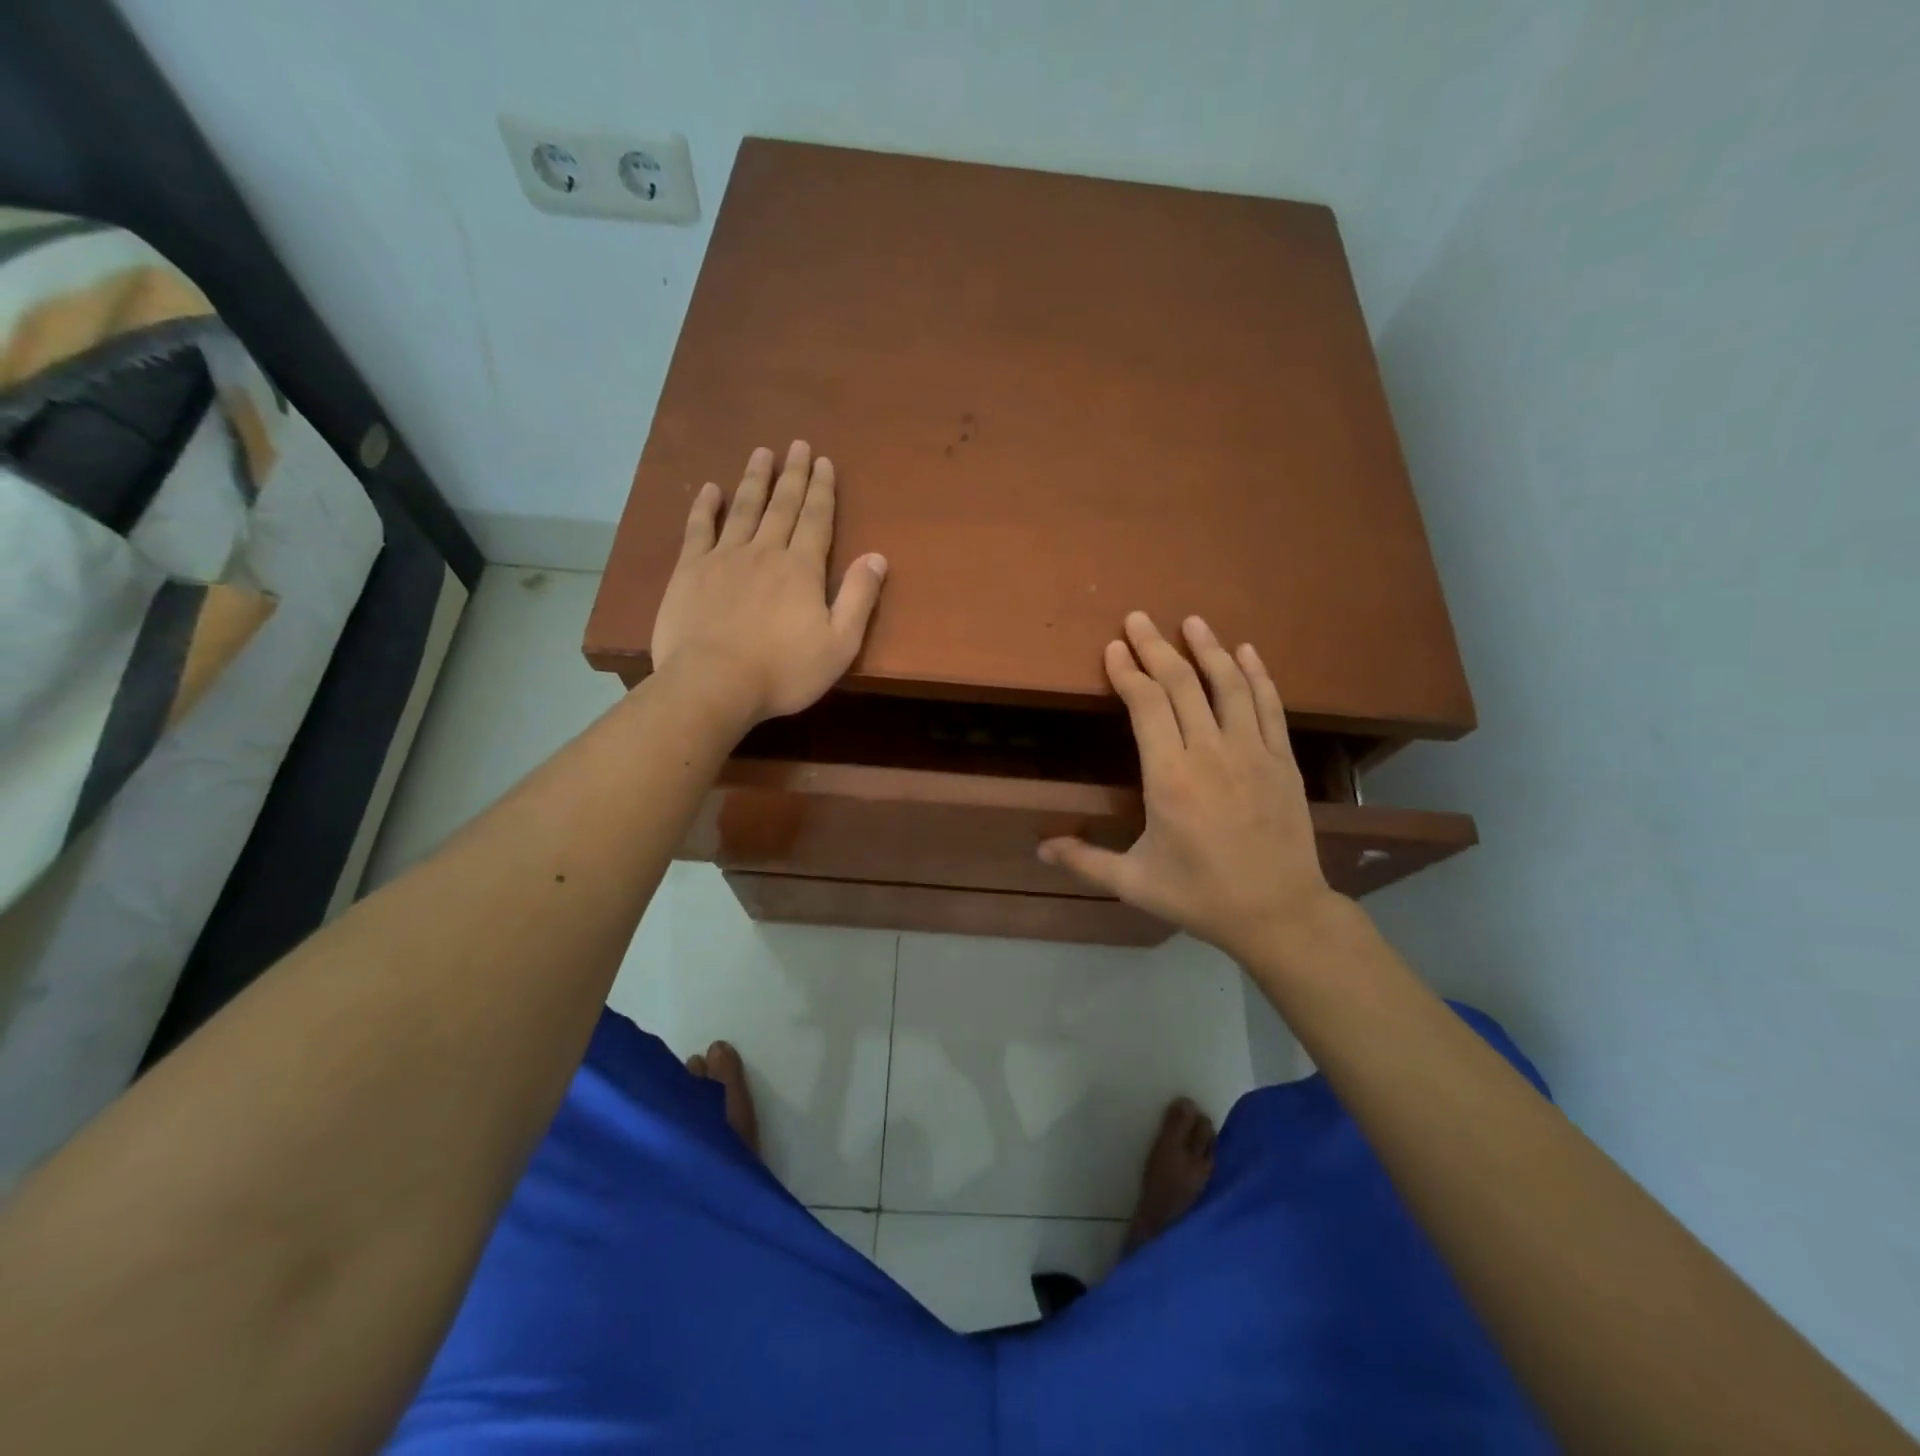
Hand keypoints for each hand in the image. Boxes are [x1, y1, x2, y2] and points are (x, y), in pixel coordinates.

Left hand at [650, 441, 886, 726]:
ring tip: (762, 453)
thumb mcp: (839, 644)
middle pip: (782, 505)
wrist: (714, 684)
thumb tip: (877, 556)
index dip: (822, 490)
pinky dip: (705, 506)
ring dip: (755, 479)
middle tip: (797, 444)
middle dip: (793, 475)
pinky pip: (698, 529)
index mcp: (802, 569)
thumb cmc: (783, 671)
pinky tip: (710, 489)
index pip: (816, 520)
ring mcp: (724, 558)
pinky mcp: (690, 571)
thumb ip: (859, 598)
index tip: (823, 461)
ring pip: (744, 509)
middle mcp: (765, 552)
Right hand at [1039, 612, 1336, 963]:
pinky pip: (1269, 707)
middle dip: (1157, 647)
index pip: (1146, 705)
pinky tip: (1246, 652)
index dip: (1128, 672)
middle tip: (1139, 618)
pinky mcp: (1282, 761)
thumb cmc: (1200, 897)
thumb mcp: (1134, 884)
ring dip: (1208, 648)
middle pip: (1181, 685)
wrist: (1279, 914)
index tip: (1114, 649)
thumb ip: (1085, 860)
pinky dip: (1257, 675)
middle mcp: (1210, 754)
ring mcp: (1252, 753)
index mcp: (1169, 779)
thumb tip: (1039, 849)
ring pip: (1228, 686)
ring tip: (1192, 621)